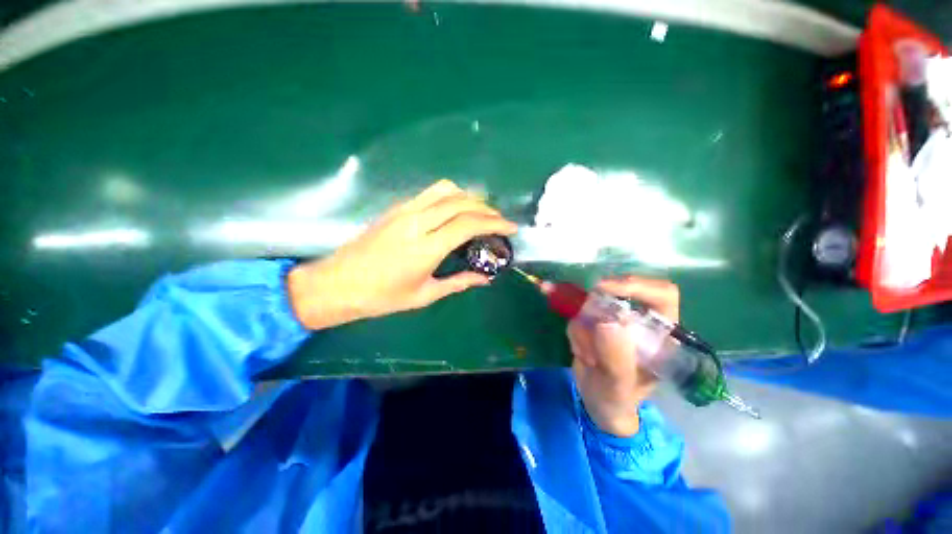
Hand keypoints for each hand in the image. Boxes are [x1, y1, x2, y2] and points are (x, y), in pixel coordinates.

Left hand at [288, 180, 517, 329]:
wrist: (338, 283)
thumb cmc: (382, 297)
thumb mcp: (425, 295)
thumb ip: (458, 282)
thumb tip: (484, 278)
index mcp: (426, 248)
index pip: (468, 224)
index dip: (495, 223)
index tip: (511, 228)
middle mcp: (417, 222)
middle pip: (461, 202)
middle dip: (487, 209)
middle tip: (499, 222)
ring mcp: (405, 210)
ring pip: (446, 190)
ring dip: (468, 198)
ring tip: (479, 213)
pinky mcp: (396, 207)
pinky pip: (430, 193)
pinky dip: (450, 196)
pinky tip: (454, 210)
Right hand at [568, 276, 679, 436]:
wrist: (599, 404)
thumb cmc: (618, 400)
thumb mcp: (619, 386)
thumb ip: (616, 358)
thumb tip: (607, 322)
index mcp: (660, 334)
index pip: (661, 294)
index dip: (636, 284)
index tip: (604, 288)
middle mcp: (639, 322)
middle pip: (620, 292)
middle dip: (598, 308)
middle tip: (585, 320)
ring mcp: (615, 321)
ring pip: (593, 305)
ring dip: (583, 330)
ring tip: (588, 357)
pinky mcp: (594, 323)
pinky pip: (579, 316)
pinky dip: (575, 334)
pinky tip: (582, 354)